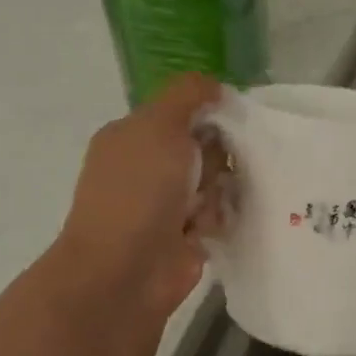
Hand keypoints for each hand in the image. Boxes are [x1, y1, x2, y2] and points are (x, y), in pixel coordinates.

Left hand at [50, 74, 227, 321]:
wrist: (125, 270)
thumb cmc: (138, 190)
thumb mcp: (160, 124)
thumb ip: (188, 95)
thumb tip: (214, 85)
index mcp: (132, 136)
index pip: (180, 112)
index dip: (208, 113)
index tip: (230, 120)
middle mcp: (146, 168)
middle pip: (203, 147)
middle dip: (217, 156)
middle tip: (215, 168)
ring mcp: (164, 205)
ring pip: (214, 182)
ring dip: (219, 191)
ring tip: (208, 205)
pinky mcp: (184, 238)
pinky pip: (217, 216)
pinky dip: (219, 219)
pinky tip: (210, 227)